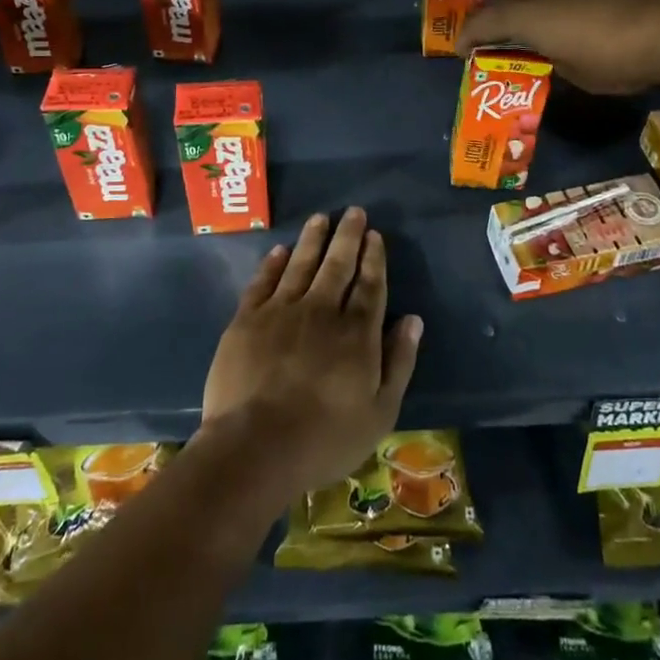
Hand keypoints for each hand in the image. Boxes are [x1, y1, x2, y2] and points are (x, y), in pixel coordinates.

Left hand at [200, 208, 422, 503]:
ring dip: (313, 239)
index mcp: (356, 333)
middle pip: (337, 265)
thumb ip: (398, 362)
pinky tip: (280, 250)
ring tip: (321, 218)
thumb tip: (413, 320)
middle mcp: (321, 311)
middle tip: (354, 212)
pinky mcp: (247, 320)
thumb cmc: (324, 439)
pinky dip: (273, 263)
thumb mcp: (379, 412)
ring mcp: (281, 311)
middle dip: (348, 236)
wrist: (254, 447)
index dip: (373, 258)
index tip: (375, 235)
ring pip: (301, 264)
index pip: (369, 285)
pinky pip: (263, 282)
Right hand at [458, 0, 659, 93]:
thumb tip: (553, 49)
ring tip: (555, 11)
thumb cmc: (621, 57)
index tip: (464, 50)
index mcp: (525, 10)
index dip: (468, 38)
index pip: (481, 22)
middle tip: (513, 33)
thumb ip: (553, 57)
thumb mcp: (578, 73)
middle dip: (506, 13)